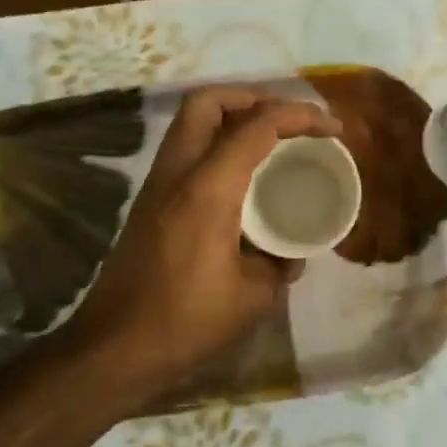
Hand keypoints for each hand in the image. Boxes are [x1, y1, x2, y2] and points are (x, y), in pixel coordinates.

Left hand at [69, 87, 341, 401]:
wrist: (113, 350)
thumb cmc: (185, 323)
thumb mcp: (252, 299)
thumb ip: (280, 266)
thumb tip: (293, 254)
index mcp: (208, 189)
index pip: (257, 126)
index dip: (300, 116)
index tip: (333, 128)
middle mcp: (178, 173)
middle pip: (209, 101)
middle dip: (255, 97)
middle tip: (289, 121)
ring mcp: (158, 185)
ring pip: (191, 122)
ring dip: (232, 117)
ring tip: (271, 140)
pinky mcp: (149, 202)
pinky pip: (186, 150)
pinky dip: (217, 144)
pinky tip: (242, 176)